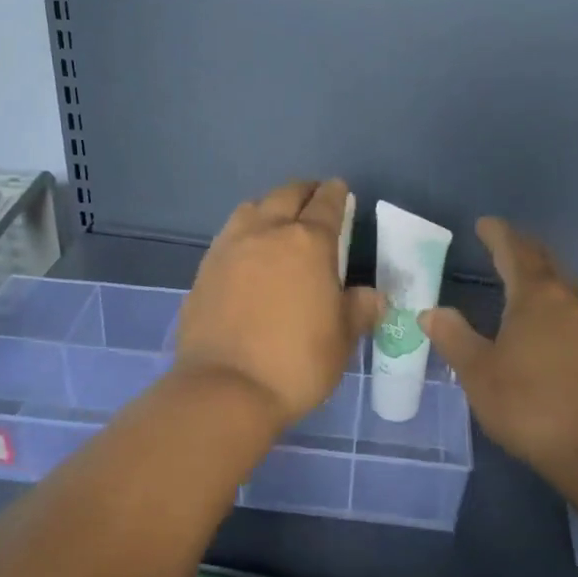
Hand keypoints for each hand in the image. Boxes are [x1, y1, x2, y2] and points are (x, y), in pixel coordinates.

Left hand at [175, 179, 382, 432]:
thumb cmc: (296, 362)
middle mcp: (268, 233)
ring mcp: (231, 247)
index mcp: (308, 243)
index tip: (340, 189)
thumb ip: (358, 309)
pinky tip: (248, 251)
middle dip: (304, 191)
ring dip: (270, 206)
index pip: (327, 205)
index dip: (336, 194)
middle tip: (314, 197)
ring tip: (278, 219)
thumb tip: (372, 295)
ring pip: (252, 208)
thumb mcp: (341, 339)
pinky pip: (229, 234)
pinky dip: (245, 231)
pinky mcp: (206, 268)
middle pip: (287, 195)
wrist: (225, 388)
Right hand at [422, 217, 577, 476]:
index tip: (484, 224)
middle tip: (504, 244)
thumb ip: (454, 337)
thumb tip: (431, 311)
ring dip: (546, 275)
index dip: (498, 234)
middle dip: (523, 248)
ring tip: (528, 281)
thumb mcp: (478, 374)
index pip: (515, 251)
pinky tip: (556, 325)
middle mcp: (570, 299)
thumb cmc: (531, 406)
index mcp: (535, 297)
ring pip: (568, 285)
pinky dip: (562, 304)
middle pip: (546, 261)